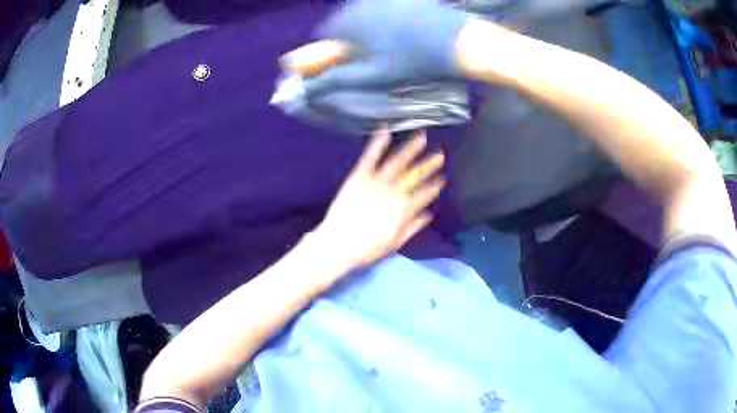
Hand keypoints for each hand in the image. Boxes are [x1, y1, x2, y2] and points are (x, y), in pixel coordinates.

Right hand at [299, 0, 468, 94]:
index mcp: (350, 21)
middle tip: (370, 55)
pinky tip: (405, 31)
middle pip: (343, 21)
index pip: (324, 34)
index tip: (345, 61)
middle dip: (349, 38)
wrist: (460, 43)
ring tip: (390, 45)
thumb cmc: (415, 63)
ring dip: (367, 28)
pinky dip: (385, 19)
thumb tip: (306, 89)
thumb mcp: (373, 76)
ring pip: (363, 13)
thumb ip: (336, 80)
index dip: (331, 50)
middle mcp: (362, 3)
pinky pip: (383, 7)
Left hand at [314, 127, 444, 269]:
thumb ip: (413, 227)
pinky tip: (385, 131)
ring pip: (397, 162)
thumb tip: (428, 214)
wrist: (339, 243)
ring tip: (421, 137)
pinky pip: (370, 157)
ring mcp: (376, 182)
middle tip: (440, 154)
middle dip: (429, 164)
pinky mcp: (359, 177)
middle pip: (415, 175)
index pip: (424, 194)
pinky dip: (378, 144)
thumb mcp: (395, 243)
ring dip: (410, 148)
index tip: (442, 178)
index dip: (434, 186)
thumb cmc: (367, 248)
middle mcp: (394, 192)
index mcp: (404, 209)